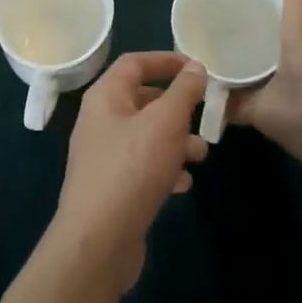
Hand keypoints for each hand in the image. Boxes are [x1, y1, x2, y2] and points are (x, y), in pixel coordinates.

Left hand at [48, 53, 208, 293]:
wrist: (97, 242)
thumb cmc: (132, 169)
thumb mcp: (165, 122)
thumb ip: (183, 91)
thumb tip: (195, 67)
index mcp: (105, 96)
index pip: (135, 63)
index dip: (166, 60)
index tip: (197, 67)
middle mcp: (100, 120)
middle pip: (142, 99)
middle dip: (176, 106)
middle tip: (204, 113)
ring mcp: (104, 156)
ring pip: (146, 135)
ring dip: (175, 140)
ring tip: (201, 154)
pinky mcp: (112, 187)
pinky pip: (142, 166)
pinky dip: (165, 168)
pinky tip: (184, 183)